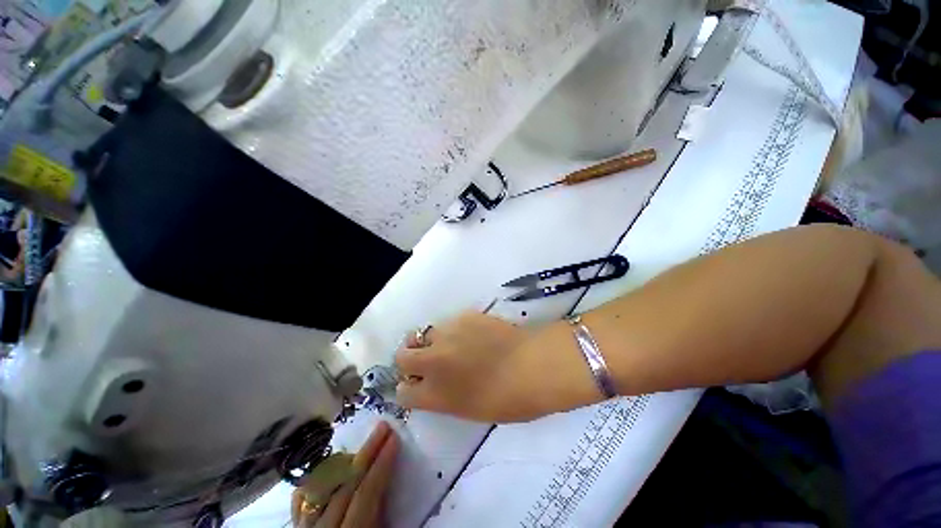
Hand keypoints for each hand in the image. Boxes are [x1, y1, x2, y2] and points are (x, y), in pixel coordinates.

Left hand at [291, 422, 398, 527]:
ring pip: (322, 489)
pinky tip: (324, 469)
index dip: (381, 465)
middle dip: (367, 454)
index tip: (394, 439)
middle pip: (345, 486)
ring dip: (345, 463)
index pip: (365, 495)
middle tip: (383, 427)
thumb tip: (390, 491)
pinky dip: (316, 482)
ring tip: (361, 445)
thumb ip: (382, 523)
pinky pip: (303, 502)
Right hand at [395, 312, 556, 422]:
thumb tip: (438, 384)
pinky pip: (449, 323)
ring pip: (424, 334)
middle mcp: (433, 362)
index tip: (419, 385)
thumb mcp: (470, 409)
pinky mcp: (463, 316)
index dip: (410, 389)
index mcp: (434, 395)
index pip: (402, 393)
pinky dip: (454, 330)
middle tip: (427, 360)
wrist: (534, 365)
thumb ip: (446, 397)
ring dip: (432, 341)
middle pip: (402, 356)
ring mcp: (447, 335)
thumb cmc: (510, 400)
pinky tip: (474, 334)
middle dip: (409, 359)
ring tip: (453, 344)